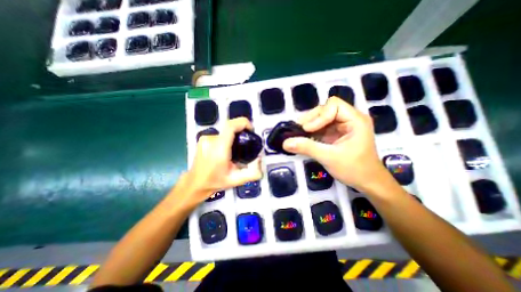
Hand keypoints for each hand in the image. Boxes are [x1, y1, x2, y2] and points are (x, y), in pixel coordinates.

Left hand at [182, 117, 264, 203]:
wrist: (195, 183)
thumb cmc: (215, 182)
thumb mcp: (237, 180)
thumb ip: (253, 173)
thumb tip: (260, 159)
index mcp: (219, 149)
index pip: (230, 126)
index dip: (243, 123)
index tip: (251, 130)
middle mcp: (211, 140)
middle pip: (230, 128)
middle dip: (241, 133)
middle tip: (246, 145)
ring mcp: (205, 138)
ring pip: (225, 132)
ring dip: (233, 138)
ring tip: (235, 152)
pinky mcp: (203, 139)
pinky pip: (219, 135)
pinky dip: (226, 140)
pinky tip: (226, 151)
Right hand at [283, 95, 388, 191]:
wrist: (367, 182)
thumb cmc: (354, 169)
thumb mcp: (329, 157)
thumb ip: (307, 148)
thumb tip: (285, 143)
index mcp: (355, 120)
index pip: (333, 105)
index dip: (319, 115)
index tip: (307, 130)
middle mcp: (349, 119)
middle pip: (326, 109)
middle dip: (311, 119)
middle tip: (299, 130)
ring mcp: (343, 126)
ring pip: (321, 118)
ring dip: (309, 125)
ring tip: (299, 135)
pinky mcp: (336, 133)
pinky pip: (321, 127)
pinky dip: (311, 132)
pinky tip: (304, 139)